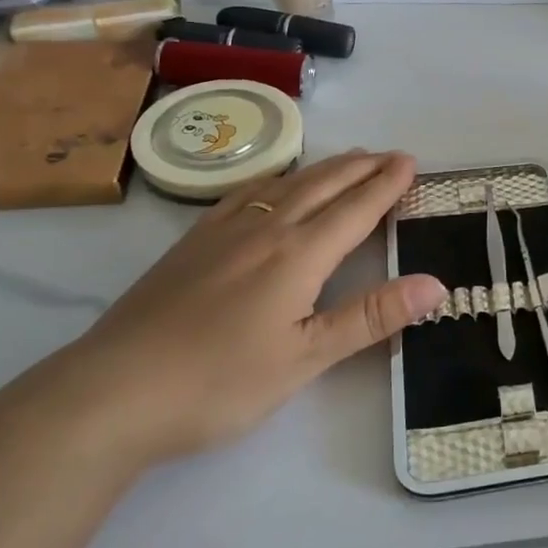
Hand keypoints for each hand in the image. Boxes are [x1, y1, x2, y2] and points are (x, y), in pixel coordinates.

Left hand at [21, 150, 444, 468]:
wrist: (109, 394)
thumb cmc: (219, 382)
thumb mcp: (306, 357)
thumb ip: (372, 316)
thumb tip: (437, 284)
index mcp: (298, 254)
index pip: (355, 209)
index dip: (386, 185)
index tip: (411, 162)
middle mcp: (265, 230)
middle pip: (322, 185)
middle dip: (361, 167)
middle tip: (389, 154)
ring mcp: (222, 232)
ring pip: (285, 184)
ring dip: (324, 168)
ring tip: (347, 160)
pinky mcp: (190, 244)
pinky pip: (245, 193)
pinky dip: (276, 179)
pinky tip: (273, 185)